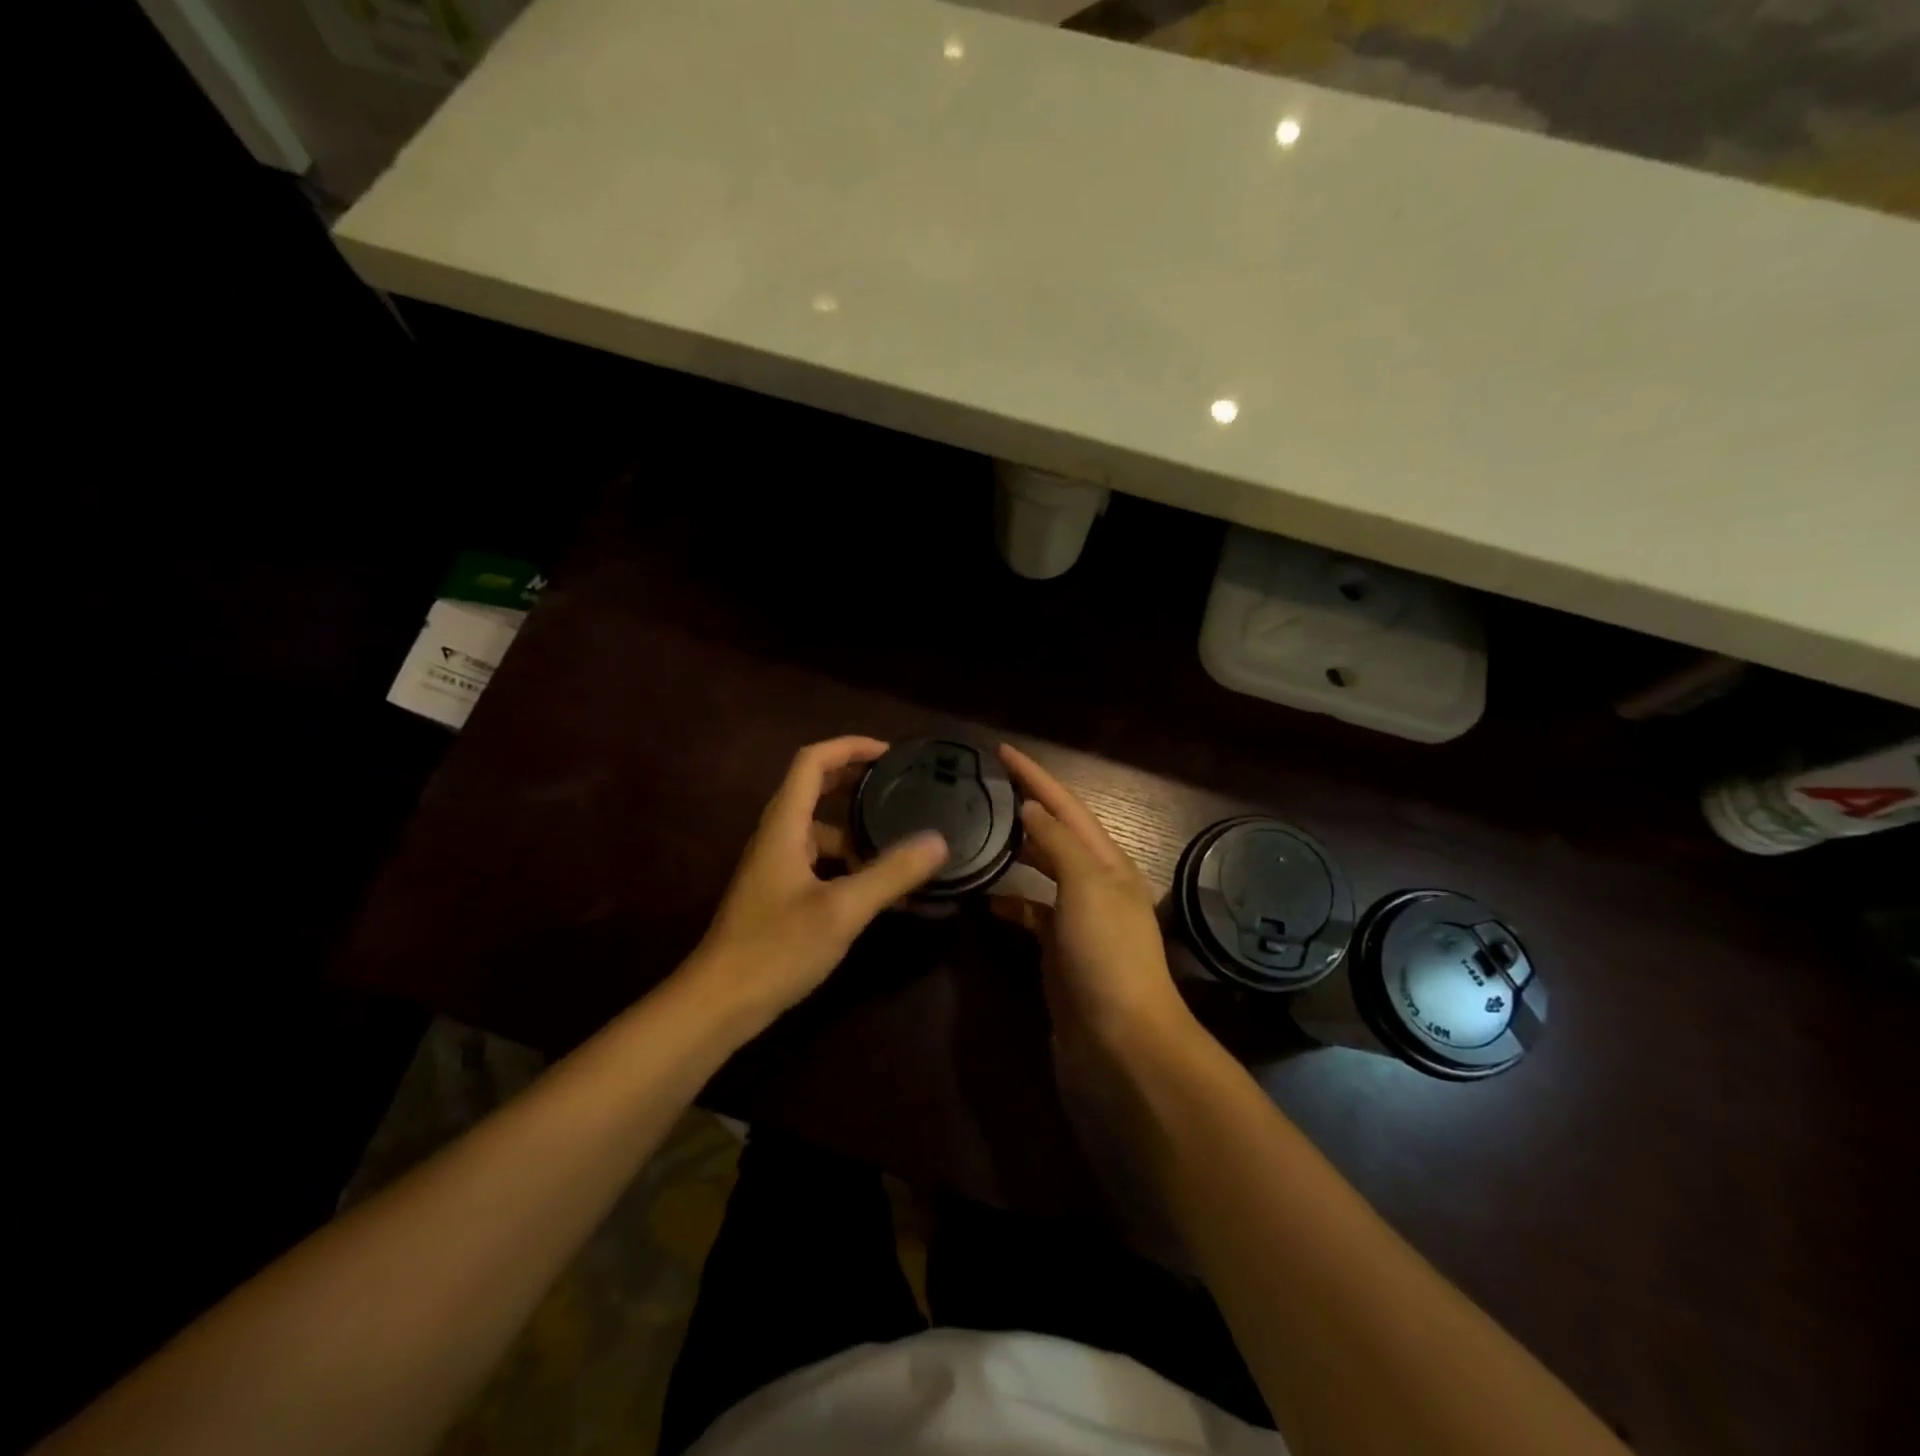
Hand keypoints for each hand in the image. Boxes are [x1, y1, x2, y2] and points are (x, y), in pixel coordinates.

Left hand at [687, 737, 948, 1029]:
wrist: (718, 1005)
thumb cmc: (776, 948)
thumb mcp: (842, 910)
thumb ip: (891, 873)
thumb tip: (938, 841)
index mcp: (784, 826)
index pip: (812, 762)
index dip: (849, 747)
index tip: (889, 753)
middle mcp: (777, 838)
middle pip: (815, 790)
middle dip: (857, 783)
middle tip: (901, 788)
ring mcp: (776, 868)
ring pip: (821, 833)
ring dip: (858, 832)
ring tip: (903, 846)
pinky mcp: (780, 896)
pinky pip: (821, 864)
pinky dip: (850, 866)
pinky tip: (880, 891)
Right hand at [997, 744, 1195, 1051]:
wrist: (1121, 1043)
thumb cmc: (1108, 956)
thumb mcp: (1088, 888)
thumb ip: (1058, 844)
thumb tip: (1031, 807)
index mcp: (1108, 863)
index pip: (1066, 806)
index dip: (1036, 776)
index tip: (1002, 750)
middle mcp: (1096, 885)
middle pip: (1056, 833)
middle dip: (1025, 806)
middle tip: (984, 787)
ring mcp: (1077, 920)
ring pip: (1041, 872)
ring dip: (1016, 851)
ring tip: (979, 833)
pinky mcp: (1059, 952)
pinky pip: (1030, 913)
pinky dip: (1009, 901)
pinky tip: (984, 899)